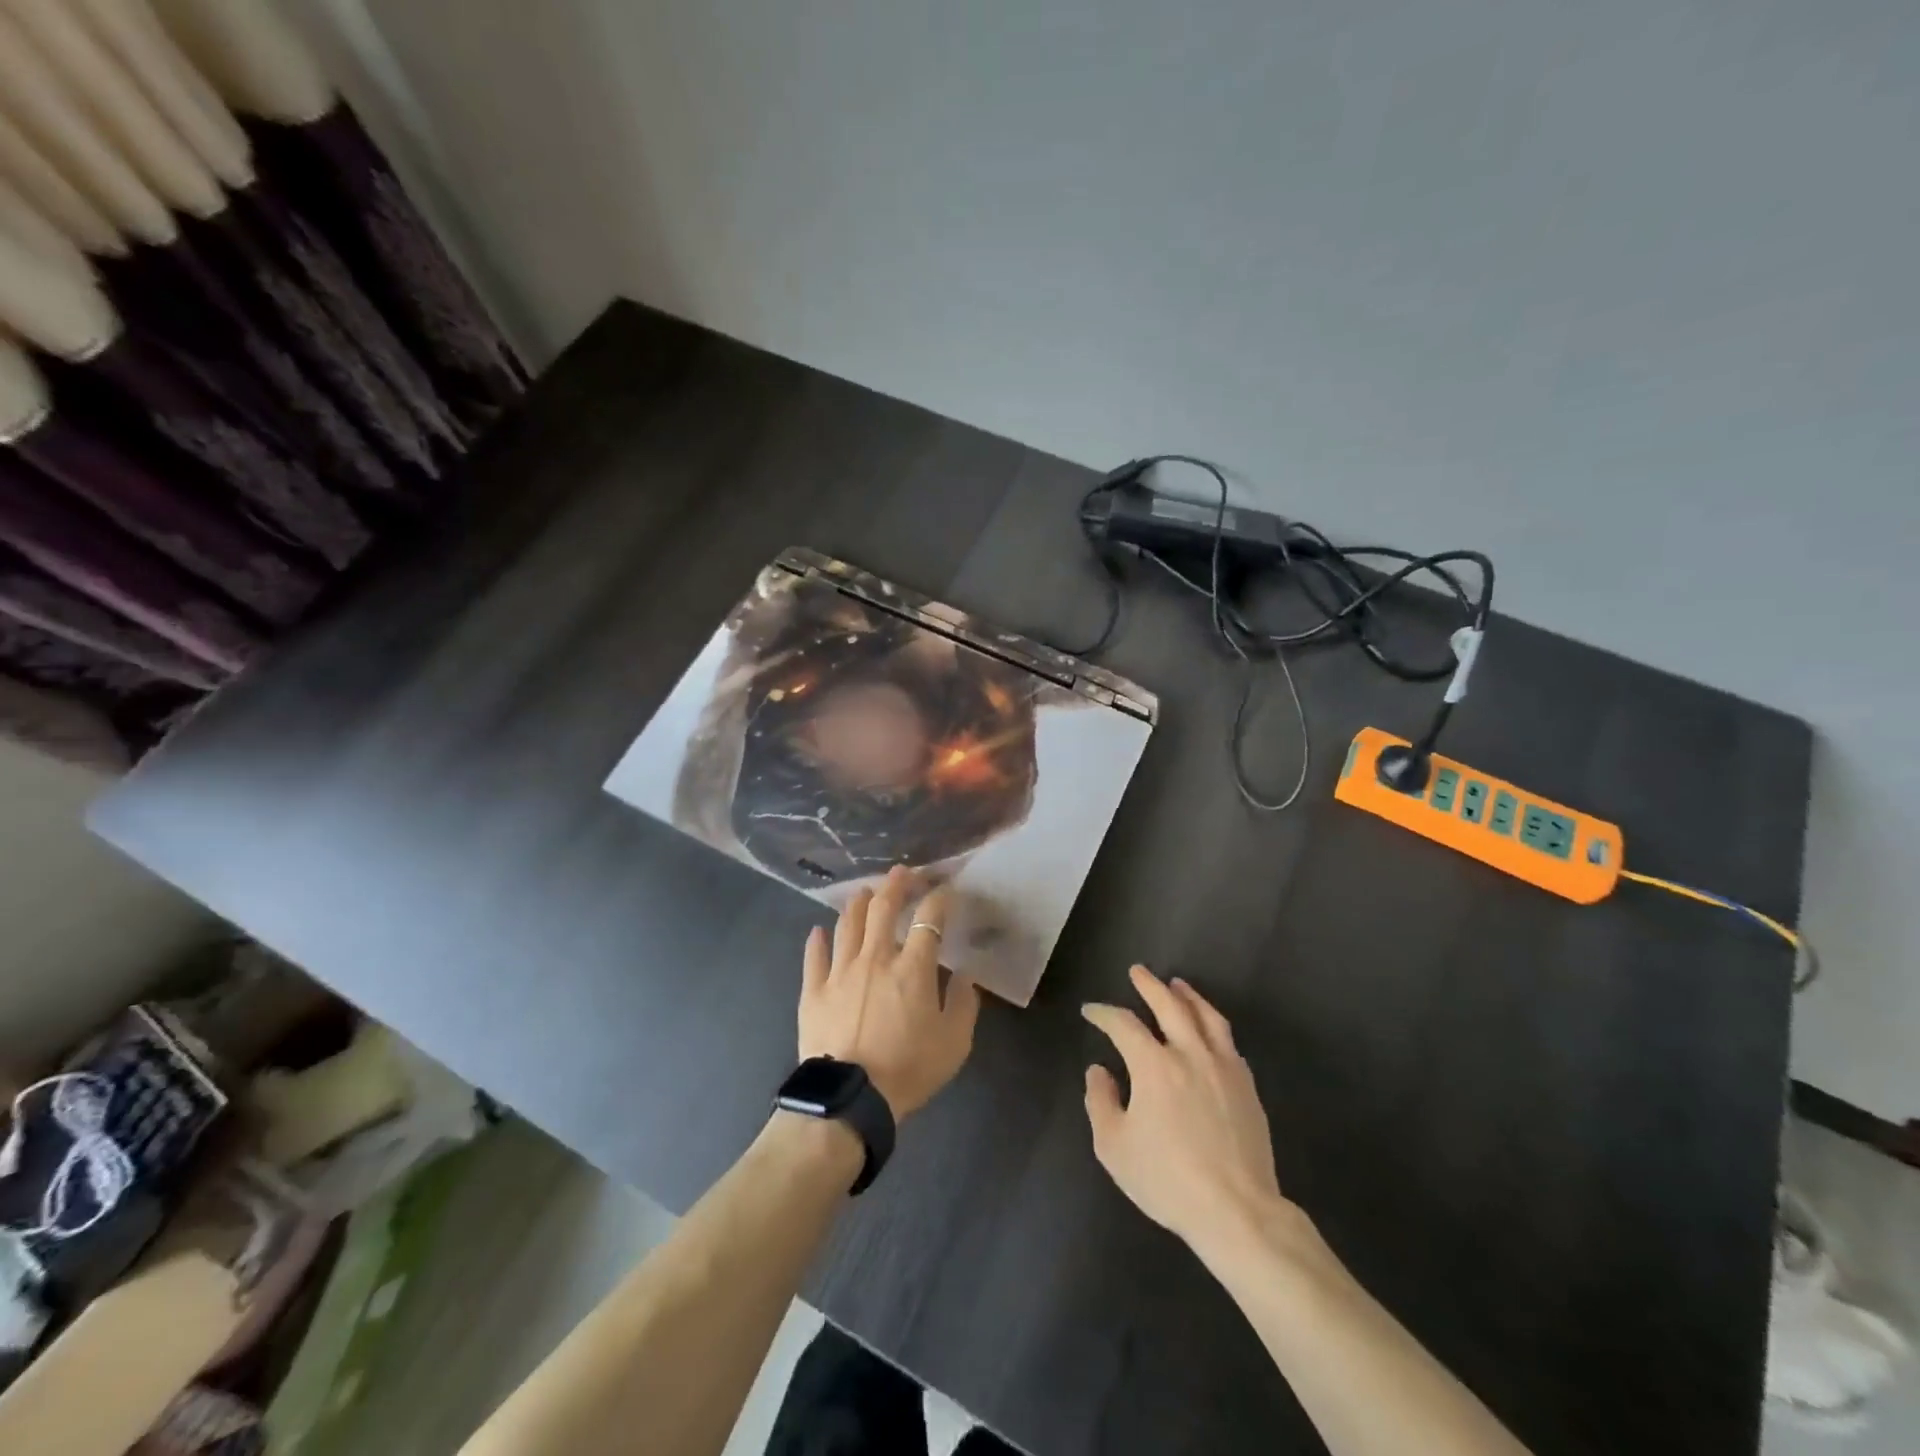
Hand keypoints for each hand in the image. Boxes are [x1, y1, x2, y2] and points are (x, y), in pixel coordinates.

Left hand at [799, 867, 980, 1120]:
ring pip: (848, 924)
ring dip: (858, 903)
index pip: (929, 919)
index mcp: (912, 968)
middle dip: (895, 884)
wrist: (850, 1099)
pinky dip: (817, 940)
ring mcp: (840, 971)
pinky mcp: (813, 990)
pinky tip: (818, 930)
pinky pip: (814, 956)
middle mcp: (875, 958)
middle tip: (902, 872)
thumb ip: (963, 1004)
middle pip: (883, 907)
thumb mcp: (954, 1043)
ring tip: (864, 893)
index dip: (940, 899)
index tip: (946, 890)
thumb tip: (964, 976)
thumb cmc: (908, 1070)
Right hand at [1083, 966, 1294, 1262]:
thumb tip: (1099, 1071)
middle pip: (1169, 1005)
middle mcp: (1190, 1053)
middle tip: (1138, 971)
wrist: (1237, 1211)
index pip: (1123, 1025)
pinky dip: (1213, 1026)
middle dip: (1150, 985)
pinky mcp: (1247, 1086)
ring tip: (1178, 985)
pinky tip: (1209, 1030)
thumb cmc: (1168, 1180)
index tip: (1091, 1011)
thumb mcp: (1115, 1147)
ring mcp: (1224, 1067)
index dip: (1103, 1014)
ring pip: (1206, 1016)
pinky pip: (1228, 1042)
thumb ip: (1101, 1102)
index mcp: (1154, 1065)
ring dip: (1188, 996)